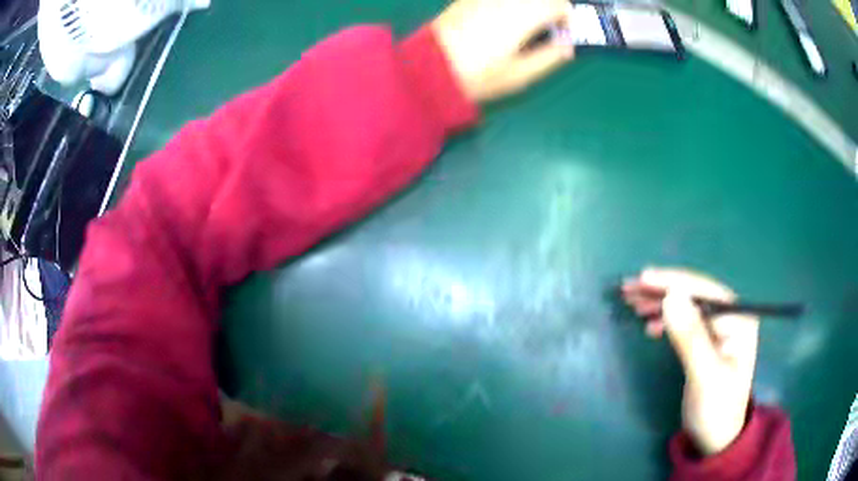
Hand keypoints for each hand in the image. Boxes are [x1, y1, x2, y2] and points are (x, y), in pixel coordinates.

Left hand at [431, 0, 573, 101]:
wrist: (429, 68)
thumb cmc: (478, 76)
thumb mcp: (520, 75)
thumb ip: (550, 57)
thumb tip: (568, 46)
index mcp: (522, 17)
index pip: (557, 4)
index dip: (567, 15)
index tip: (564, 30)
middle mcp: (506, 0)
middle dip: (550, 6)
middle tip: (547, 25)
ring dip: (530, 5)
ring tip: (526, 24)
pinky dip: (510, 5)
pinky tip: (502, 20)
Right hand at [622, 268, 759, 455]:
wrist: (716, 439)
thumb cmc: (715, 410)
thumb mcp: (704, 376)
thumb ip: (691, 337)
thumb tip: (671, 297)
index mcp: (738, 320)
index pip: (704, 291)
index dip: (674, 282)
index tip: (643, 279)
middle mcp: (730, 318)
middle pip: (693, 295)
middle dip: (661, 291)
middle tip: (629, 289)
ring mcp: (718, 331)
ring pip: (686, 307)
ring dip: (659, 303)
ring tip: (632, 303)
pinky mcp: (706, 343)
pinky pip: (683, 322)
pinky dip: (664, 320)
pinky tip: (649, 325)